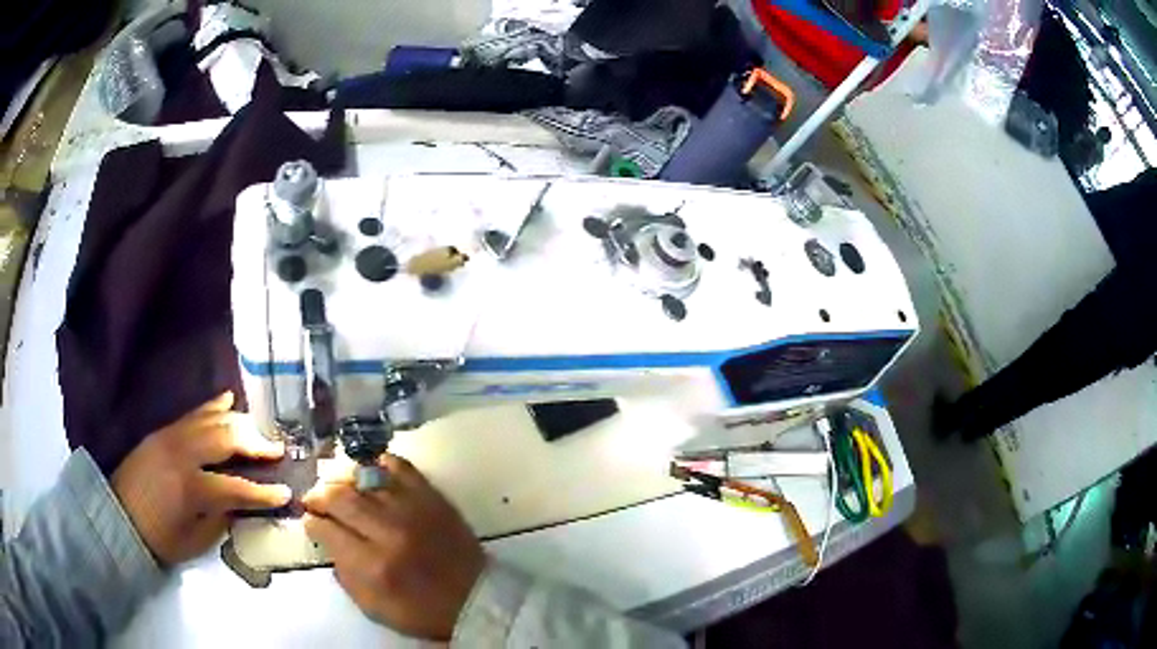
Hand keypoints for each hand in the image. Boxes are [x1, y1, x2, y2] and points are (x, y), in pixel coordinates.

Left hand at [111, 392, 290, 565]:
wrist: (118, 516)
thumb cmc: (158, 538)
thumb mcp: (194, 542)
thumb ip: (219, 520)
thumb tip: (240, 505)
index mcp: (191, 488)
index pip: (236, 487)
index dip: (263, 492)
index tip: (286, 493)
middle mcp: (182, 454)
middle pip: (226, 439)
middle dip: (255, 444)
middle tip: (277, 449)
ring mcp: (171, 437)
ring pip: (211, 419)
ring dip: (239, 423)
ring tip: (258, 430)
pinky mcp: (163, 431)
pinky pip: (193, 413)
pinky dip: (213, 406)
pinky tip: (228, 400)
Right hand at [302, 454, 484, 640]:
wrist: (475, 598)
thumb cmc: (422, 610)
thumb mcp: (374, 607)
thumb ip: (345, 575)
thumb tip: (327, 541)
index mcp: (373, 565)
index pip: (327, 529)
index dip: (311, 522)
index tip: (309, 521)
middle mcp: (389, 531)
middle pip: (340, 498)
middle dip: (319, 497)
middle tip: (314, 500)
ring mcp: (412, 509)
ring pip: (364, 479)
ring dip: (343, 481)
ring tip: (338, 487)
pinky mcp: (432, 497)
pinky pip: (400, 467)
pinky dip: (380, 464)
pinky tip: (370, 472)